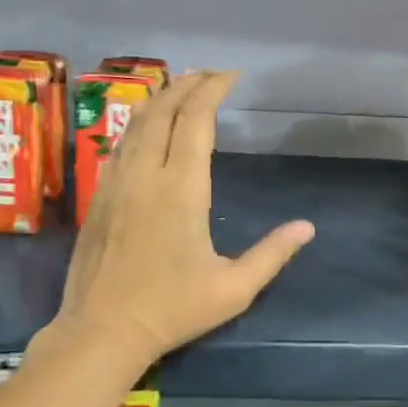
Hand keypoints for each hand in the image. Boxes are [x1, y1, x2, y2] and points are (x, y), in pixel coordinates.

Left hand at [50, 70, 314, 362]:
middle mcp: (145, 175)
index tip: (232, 76)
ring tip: (181, 88)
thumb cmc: (172, 310)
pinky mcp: (100, 197)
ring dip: (161, 99)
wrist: (101, 332)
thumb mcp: (234, 289)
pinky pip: (119, 144)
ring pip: (135, 123)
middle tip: (211, 75)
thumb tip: (307, 227)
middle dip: (188, 84)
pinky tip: (147, 127)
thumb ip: (272, 254)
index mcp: (181, 189)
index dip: (213, 90)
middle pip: (163, 111)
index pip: (196, 121)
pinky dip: (139, 123)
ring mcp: (116, 184)